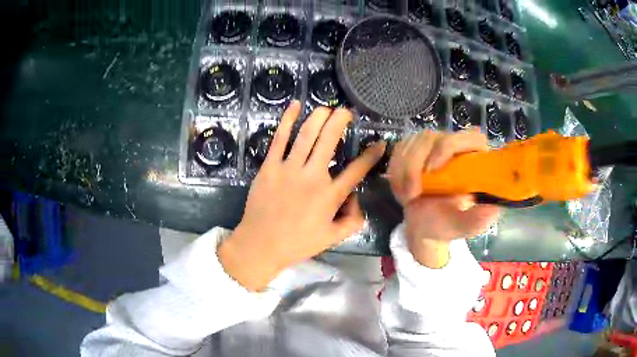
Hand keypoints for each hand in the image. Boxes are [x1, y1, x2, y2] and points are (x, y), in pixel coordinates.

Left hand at [219, 101, 385, 290]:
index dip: (371, 155)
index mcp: (330, 196)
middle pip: (330, 140)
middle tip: (347, 112)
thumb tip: (357, 200)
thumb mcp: (333, 238)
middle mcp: (312, 177)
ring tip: (328, 108)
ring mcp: (289, 169)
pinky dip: (288, 120)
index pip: (357, 170)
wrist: (260, 245)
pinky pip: (280, 138)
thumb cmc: (297, 243)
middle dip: (341, 121)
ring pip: (307, 134)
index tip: (380, 143)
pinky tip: (295, 105)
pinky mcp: (270, 166)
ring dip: (319, 116)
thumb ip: (353, 221)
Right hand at [387, 129, 499, 267]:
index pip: (472, 137)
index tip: (434, 171)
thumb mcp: (462, 227)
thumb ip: (476, 220)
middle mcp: (456, 146)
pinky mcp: (413, 147)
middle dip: (415, 165)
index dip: (451, 146)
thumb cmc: (445, 224)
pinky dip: (395, 172)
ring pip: (412, 142)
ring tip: (408, 197)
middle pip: (432, 137)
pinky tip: (402, 189)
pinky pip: (399, 150)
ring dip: (404, 173)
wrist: (422, 225)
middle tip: (412, 194)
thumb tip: (492, 210)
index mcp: (475, 161)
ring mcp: (434, 144)